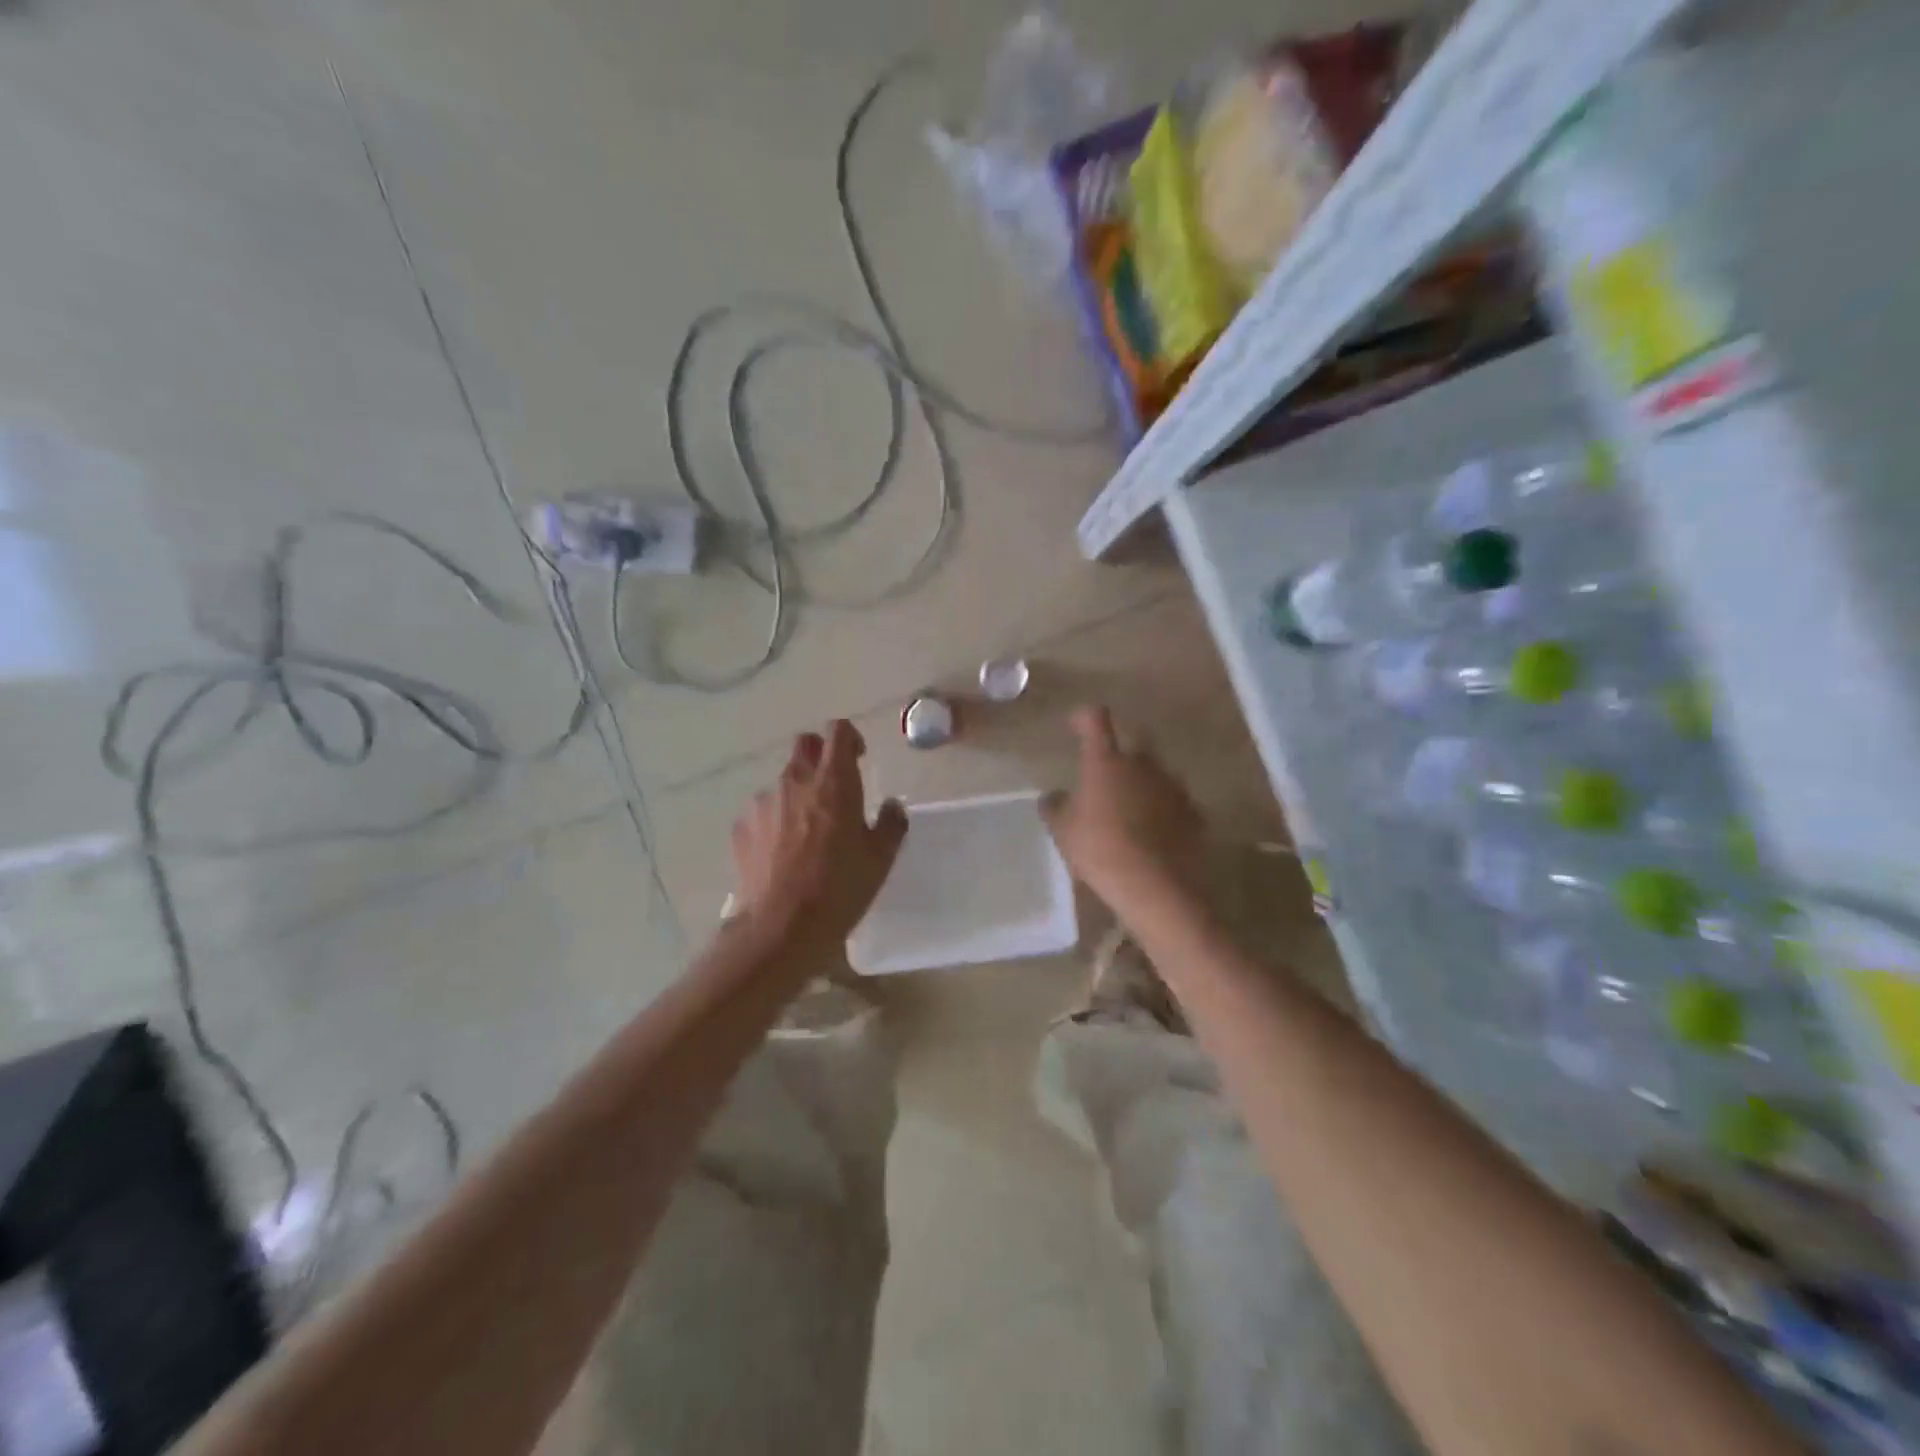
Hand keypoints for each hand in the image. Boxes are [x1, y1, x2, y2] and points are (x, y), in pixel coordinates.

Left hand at [731, 720, 907, 957]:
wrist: (780, 928)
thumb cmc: (839, 888)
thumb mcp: (880, 859)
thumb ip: (891, 824)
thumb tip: (891, 806)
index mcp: (834, 781)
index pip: (838, 731)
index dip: (850, 737)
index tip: (859, 758)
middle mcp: (794, 781)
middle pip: (805, 745)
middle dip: (821, 755)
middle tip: (834, 787)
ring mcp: (763, 803)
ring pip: (783, 782)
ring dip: (798, 794)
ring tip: (808, 832)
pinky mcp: (742, 827)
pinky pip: (763, 812)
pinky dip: (775, 822)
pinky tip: (783, 854)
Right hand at [1042, 706, 1204, 905]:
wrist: (1157, 887)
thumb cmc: (1100, 850)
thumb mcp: (1063, 832)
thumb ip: (1055, 807)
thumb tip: (1053, 796)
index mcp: (1106, 761)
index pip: (1096, 720)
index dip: (1084, 718)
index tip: (1076, 724)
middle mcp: (1142, 764)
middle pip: (1133, 744)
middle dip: (1120, 755)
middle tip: (1105, 777)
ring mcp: (1172, 787)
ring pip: (1155, 774)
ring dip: (1141, 785)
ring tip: (1129, 811)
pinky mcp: (1193, 812)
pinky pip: (1172, 803)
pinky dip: (1161, 810)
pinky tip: (1151, 833)